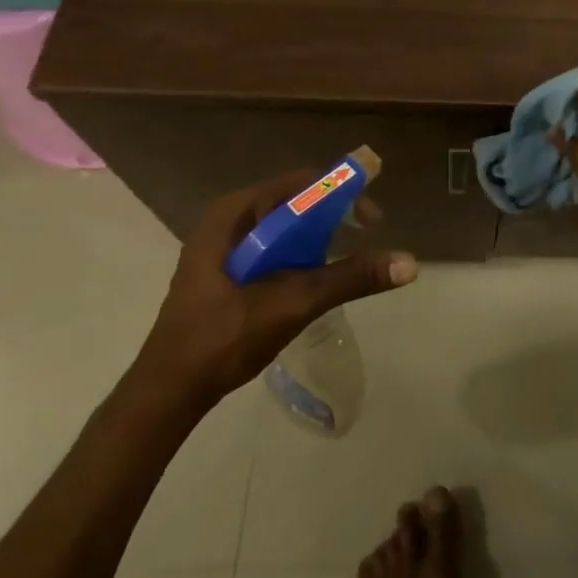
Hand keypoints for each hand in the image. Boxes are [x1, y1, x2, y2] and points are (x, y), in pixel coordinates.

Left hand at [130, 171, 416, 414]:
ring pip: (284, 228)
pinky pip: (273, 249)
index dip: (341, 194)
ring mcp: (223, 248)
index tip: (372, 221)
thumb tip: (410, 262)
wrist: (167, 393)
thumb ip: (349, 278)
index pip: (300, 184)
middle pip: (294, 203)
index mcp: (233, 214)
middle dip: (332, 218)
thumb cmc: (223, 338)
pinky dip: (299, 257)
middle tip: (363, 241)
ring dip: (318, 239)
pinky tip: (314, 281)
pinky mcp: (225, 272)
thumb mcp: (292, 303)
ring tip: (344, 262)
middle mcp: (228, 221)